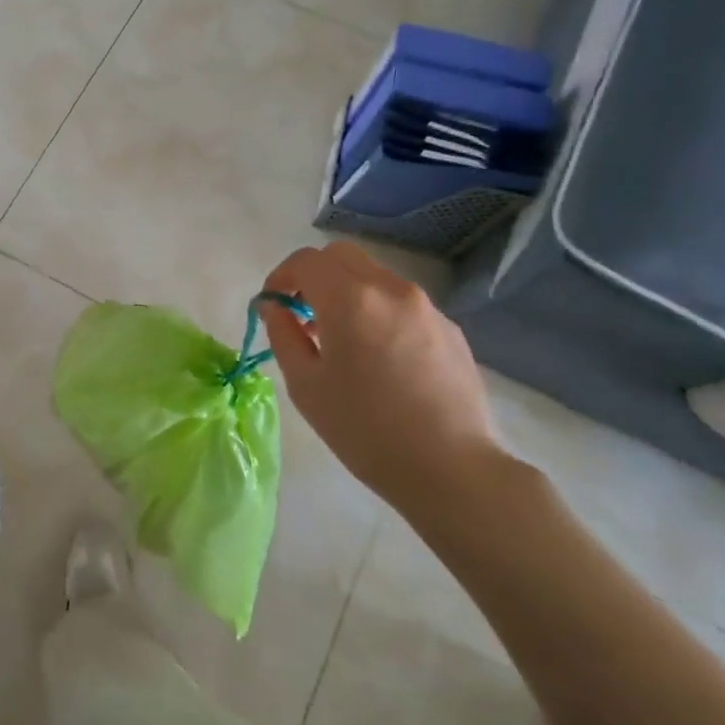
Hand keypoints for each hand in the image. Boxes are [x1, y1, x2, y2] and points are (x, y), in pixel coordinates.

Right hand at [259, 242, 509, 516]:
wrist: (450, 469)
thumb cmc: (364, 429)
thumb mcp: (306, 385)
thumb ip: (283, 334)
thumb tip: (274, 306)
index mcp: (350, 300)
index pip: (306, 260)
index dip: (281, 276)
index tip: (273, 306)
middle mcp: (391, 289)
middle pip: (341, 256)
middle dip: (314, 276)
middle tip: (303, 316)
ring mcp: (426, 306)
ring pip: (374, 277)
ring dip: (347, 293)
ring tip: (341, 341)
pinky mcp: (450, 328)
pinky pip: (402, 303)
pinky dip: (378, 312)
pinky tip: (380, 359)